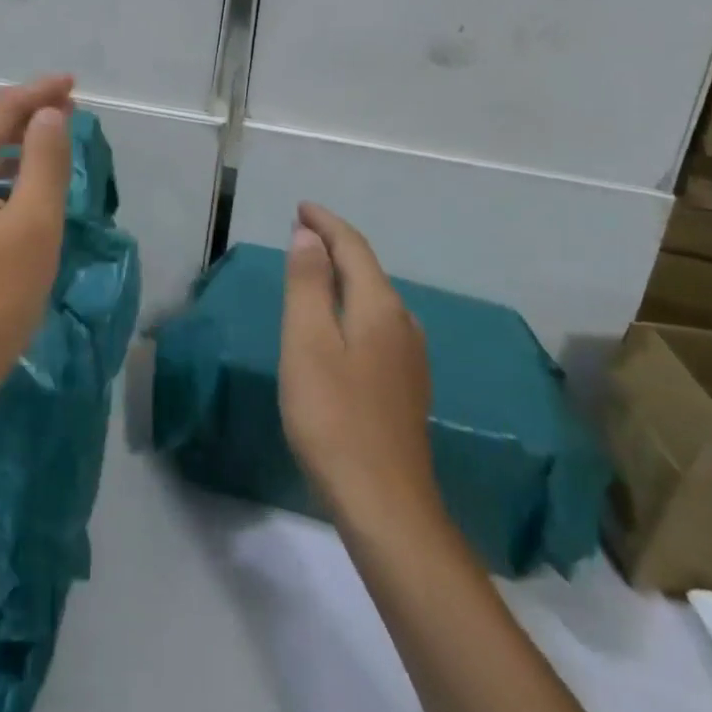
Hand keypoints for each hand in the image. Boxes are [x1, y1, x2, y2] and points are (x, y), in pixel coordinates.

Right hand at [279, 202, 439, 525]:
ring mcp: (410, 358)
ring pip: (375, 298)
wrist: (385, 504)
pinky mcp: (406, 386)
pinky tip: (340, 325)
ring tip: (315, 270)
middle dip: (335, 245)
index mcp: (379, 307)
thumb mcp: (306, 342)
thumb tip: (309, 237)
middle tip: (301, 233)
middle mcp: (403, 323)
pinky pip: (378, 324)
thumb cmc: (333, 416)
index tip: (301, 208)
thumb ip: (307, 284)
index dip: (326, 223)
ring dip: (345, 276)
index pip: (353, 247)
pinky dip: (353, 305)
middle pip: (368, 269)